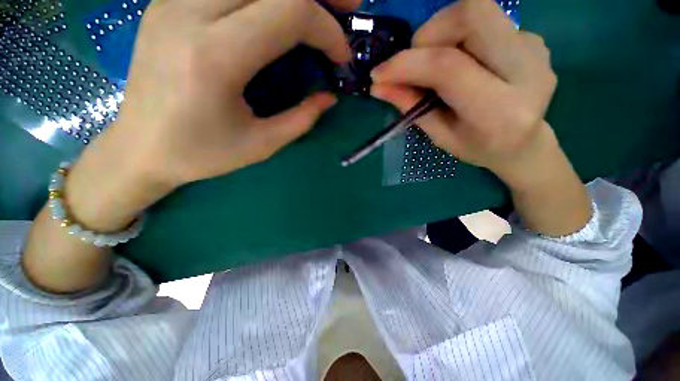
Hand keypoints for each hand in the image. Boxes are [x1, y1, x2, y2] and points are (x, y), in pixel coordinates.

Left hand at [66, 0, 359, 231]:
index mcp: (215, 57)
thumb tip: (330, 97)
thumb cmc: (201, 153)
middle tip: (347, 8)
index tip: (342, 55)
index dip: (326, 29)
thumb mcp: (261, 144)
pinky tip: (277, 11)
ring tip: (317, 8)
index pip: (288, 12)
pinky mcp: (168, 2)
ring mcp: (173, 0)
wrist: (140, 147)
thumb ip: (302, 119)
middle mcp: (189, 13)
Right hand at [370, 0, 557, 183]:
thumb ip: (411, 106)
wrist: (525, 144)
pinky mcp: (534, 39)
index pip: (447, 68)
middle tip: (415, 61)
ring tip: (436, 62)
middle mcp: (527, 72)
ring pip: (479, 10)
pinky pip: (488, 21)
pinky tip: (464, 63)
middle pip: (471, 15)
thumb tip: (378, 86)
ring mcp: (535, 49)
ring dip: (443, 31)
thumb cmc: (477, 148)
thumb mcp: (439, 136)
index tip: (378, 74)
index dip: (406, 64)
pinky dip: (461, 37)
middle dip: (429, 34)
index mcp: (498, 112)